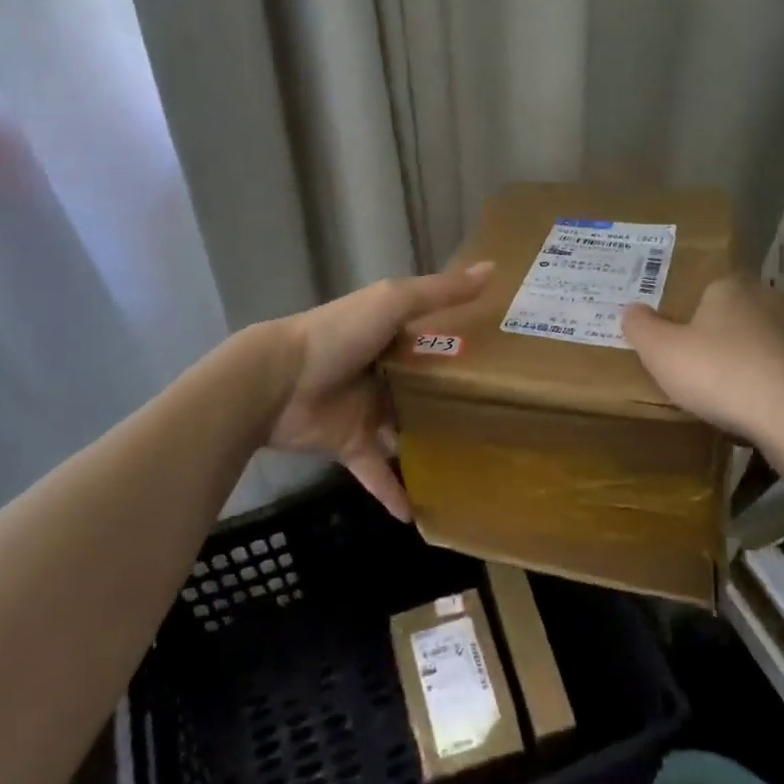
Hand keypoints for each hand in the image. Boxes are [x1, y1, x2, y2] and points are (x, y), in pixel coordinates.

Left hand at [268, 262, 494, 519]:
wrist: (276, 381)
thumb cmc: (338, 335)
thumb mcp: (392, 302)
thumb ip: (440, 292)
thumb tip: (493, 268)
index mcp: (391, 335)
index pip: (436, 341)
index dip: (467, 349)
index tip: (507, 363)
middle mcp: (382, 372)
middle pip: (425, 391)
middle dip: (455, 406)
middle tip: (502, 426)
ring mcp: (366, 411)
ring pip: (406, 434)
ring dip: (430, 451)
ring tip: (473, 472)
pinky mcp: (350, 444)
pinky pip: (378, 473)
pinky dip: (394, 492)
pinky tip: (421, 515)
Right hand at [621, 274, 783, 464]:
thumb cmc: (722, 374)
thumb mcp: (661, 351)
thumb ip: (640, 327)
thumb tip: (632, 309)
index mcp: (730, 287)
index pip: (704, 289)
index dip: (687, 315)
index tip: (675, 343)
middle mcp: (770, 301)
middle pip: (734, 317)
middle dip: (717, 339)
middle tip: (695, 369)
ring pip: (761, 347)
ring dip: (745, 366)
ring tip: (725, 398)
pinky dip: (770, 390)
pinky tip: (757, 414)